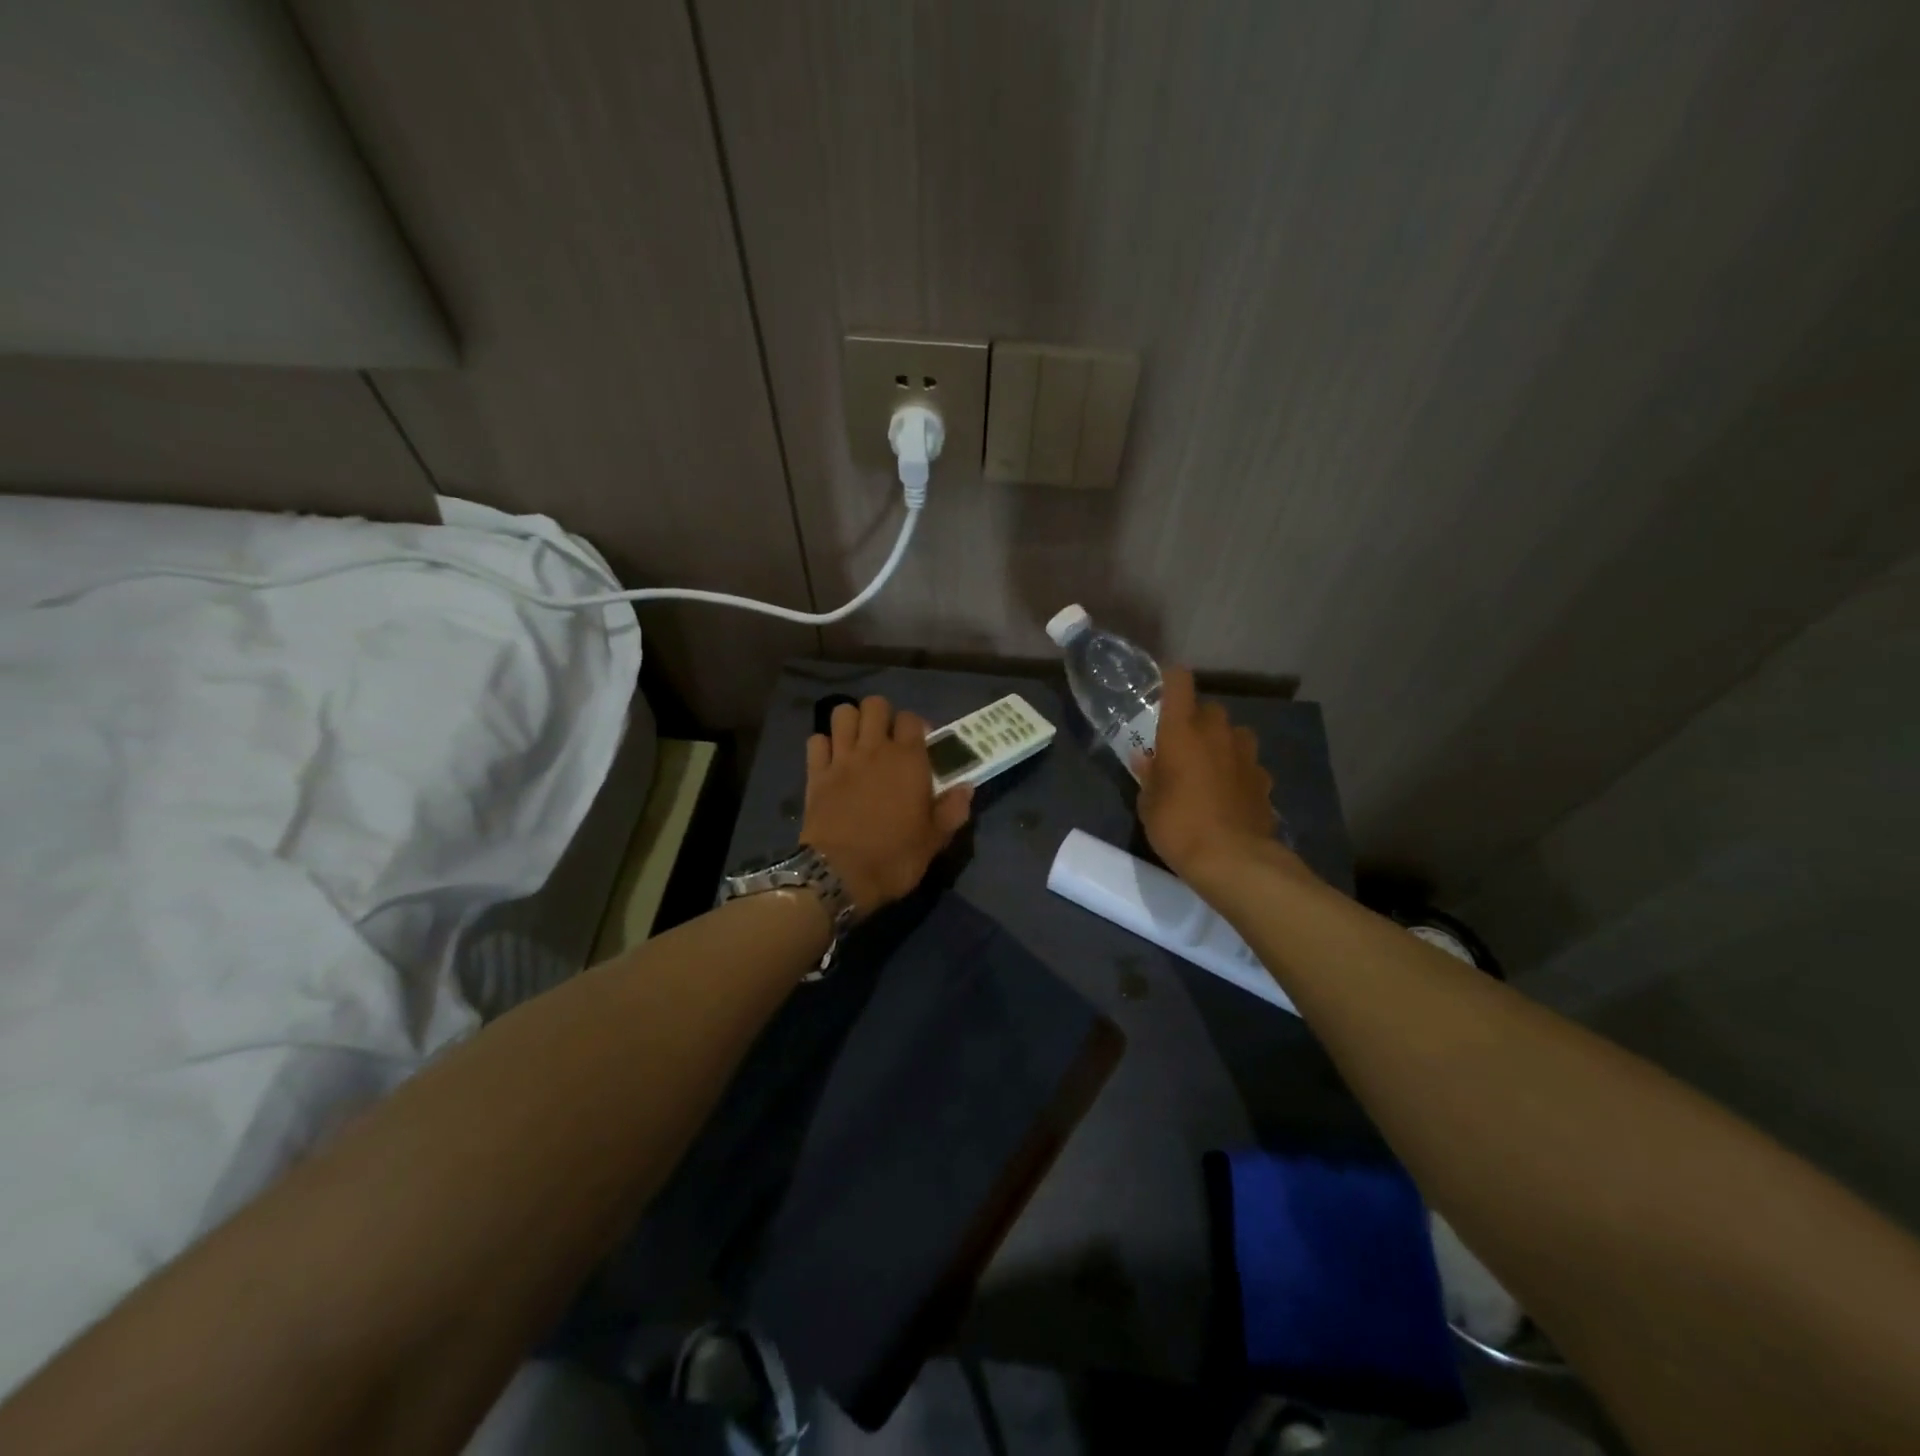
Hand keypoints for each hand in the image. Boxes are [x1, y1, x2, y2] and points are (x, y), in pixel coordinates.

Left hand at [801, 695, 973, 917]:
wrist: (840, 874)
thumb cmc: (895, 857)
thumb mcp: (934, 839)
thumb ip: (952, 809)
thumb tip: (966, 787)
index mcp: (908, 760)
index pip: (912, 719)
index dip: (916, 727)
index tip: (919, 746)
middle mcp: (874, 749)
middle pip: (875, 705)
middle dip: (882, 715)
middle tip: (887, 740)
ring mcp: (841, 758)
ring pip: (843, 713)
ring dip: (851, 722)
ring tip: (858, 742)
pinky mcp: (815, 773)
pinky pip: (816, 741)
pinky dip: (824, 745)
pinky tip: (831, 760)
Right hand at [1139, 667, 1303, 884]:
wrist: (1233, 859)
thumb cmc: (1178, 825)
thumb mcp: (1148, 803)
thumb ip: (1149, 775)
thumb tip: (1146, 758)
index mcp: (1181, 731)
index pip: (1179, 682)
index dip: (1171, 679)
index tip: (1163, 688)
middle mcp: (1217, 733)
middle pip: (1209, 709)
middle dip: (1198, 721)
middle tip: (1183, 746)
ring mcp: (1247, 755)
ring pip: (1235, 734)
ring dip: (1223, 744)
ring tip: (1211, 768)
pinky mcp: (1265, 780)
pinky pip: (1249, 765)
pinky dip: (1239, 772)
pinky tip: (1231, 794)